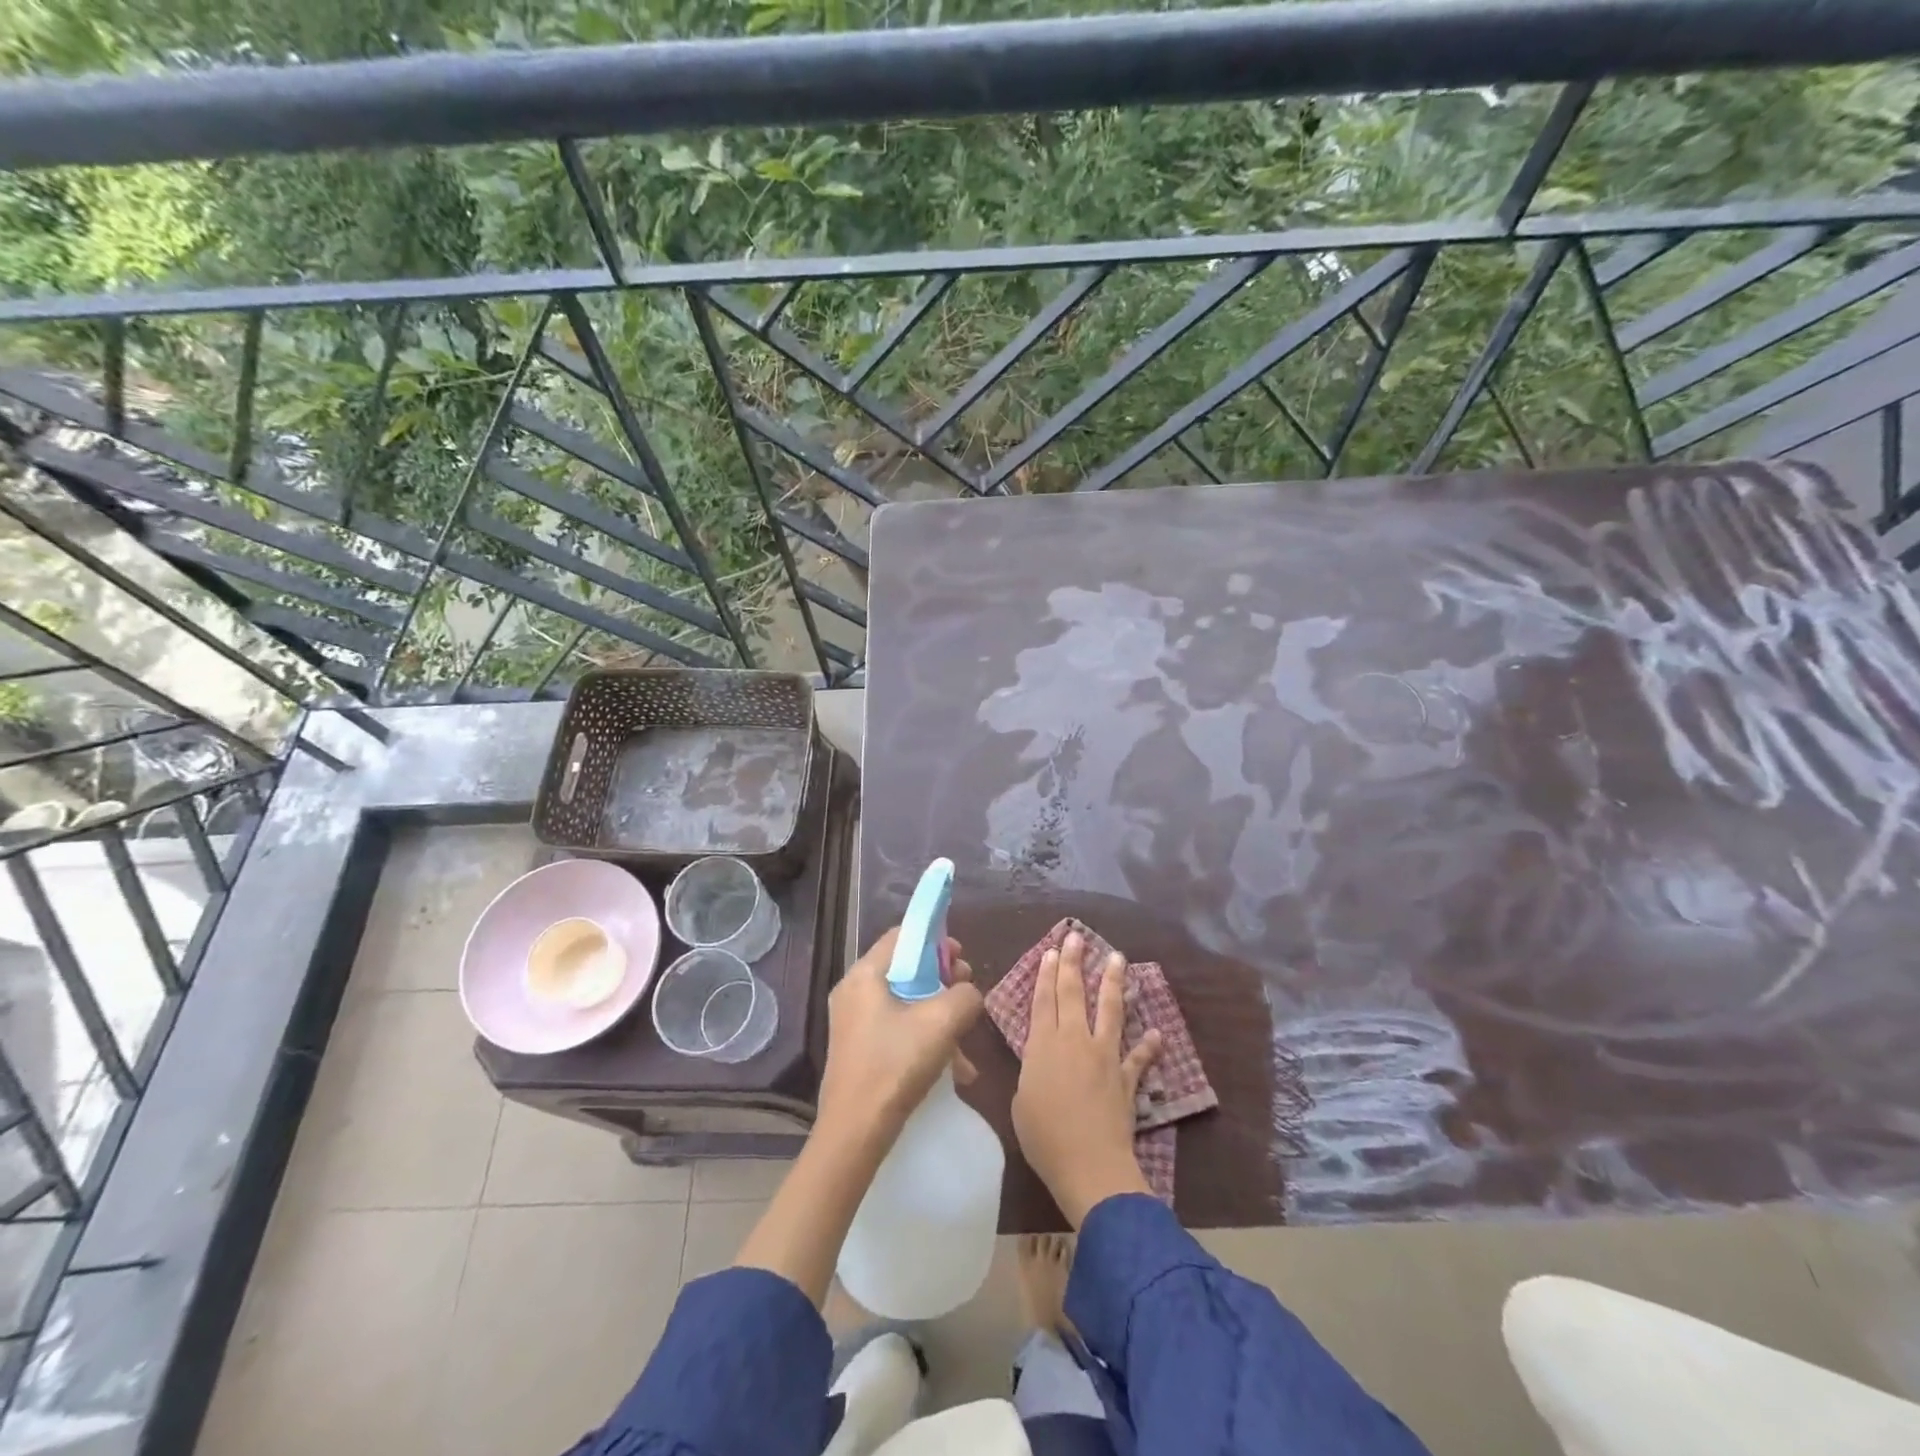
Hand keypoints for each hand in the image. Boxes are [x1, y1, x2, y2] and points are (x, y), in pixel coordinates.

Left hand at [814, 926, 983, 1152]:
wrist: (855, 1133)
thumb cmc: (895, 1066)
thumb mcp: (941, 1023)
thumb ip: (964, 996)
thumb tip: (968, 993)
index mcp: (865, 974)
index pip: (902, 935)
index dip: (935, 940)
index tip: (961, 958)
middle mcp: (854, 991)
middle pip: (905, 969)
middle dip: (941, 979)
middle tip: (966, 994)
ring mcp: (854, 1022)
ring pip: (905, 1002)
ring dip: (938, 1014)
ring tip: (964, 1037)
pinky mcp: (859, 1049)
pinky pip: (897, 1029)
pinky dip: (924, 1038)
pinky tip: (953, 1069)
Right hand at [1011, 932, 1161, 1226]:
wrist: (1088, 1165)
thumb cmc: (1044, 1137)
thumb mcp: (1021, 1101)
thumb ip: (1031, 1072)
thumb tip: (1040, 1062)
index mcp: (1043, 1046)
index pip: (1043, 1000)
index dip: (1045, 974)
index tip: (1050, 950)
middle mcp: (1074, 1041)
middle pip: (1073, 994)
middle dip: (1073, 963)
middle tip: (1076, 937)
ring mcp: (1104, 1056)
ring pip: (1109, 1010)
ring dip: (1112, 982)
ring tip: (1117, 958)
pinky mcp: (1126, 1078)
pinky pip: (1138, 1058)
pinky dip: (1148, 1047)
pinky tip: (1157, 1034)